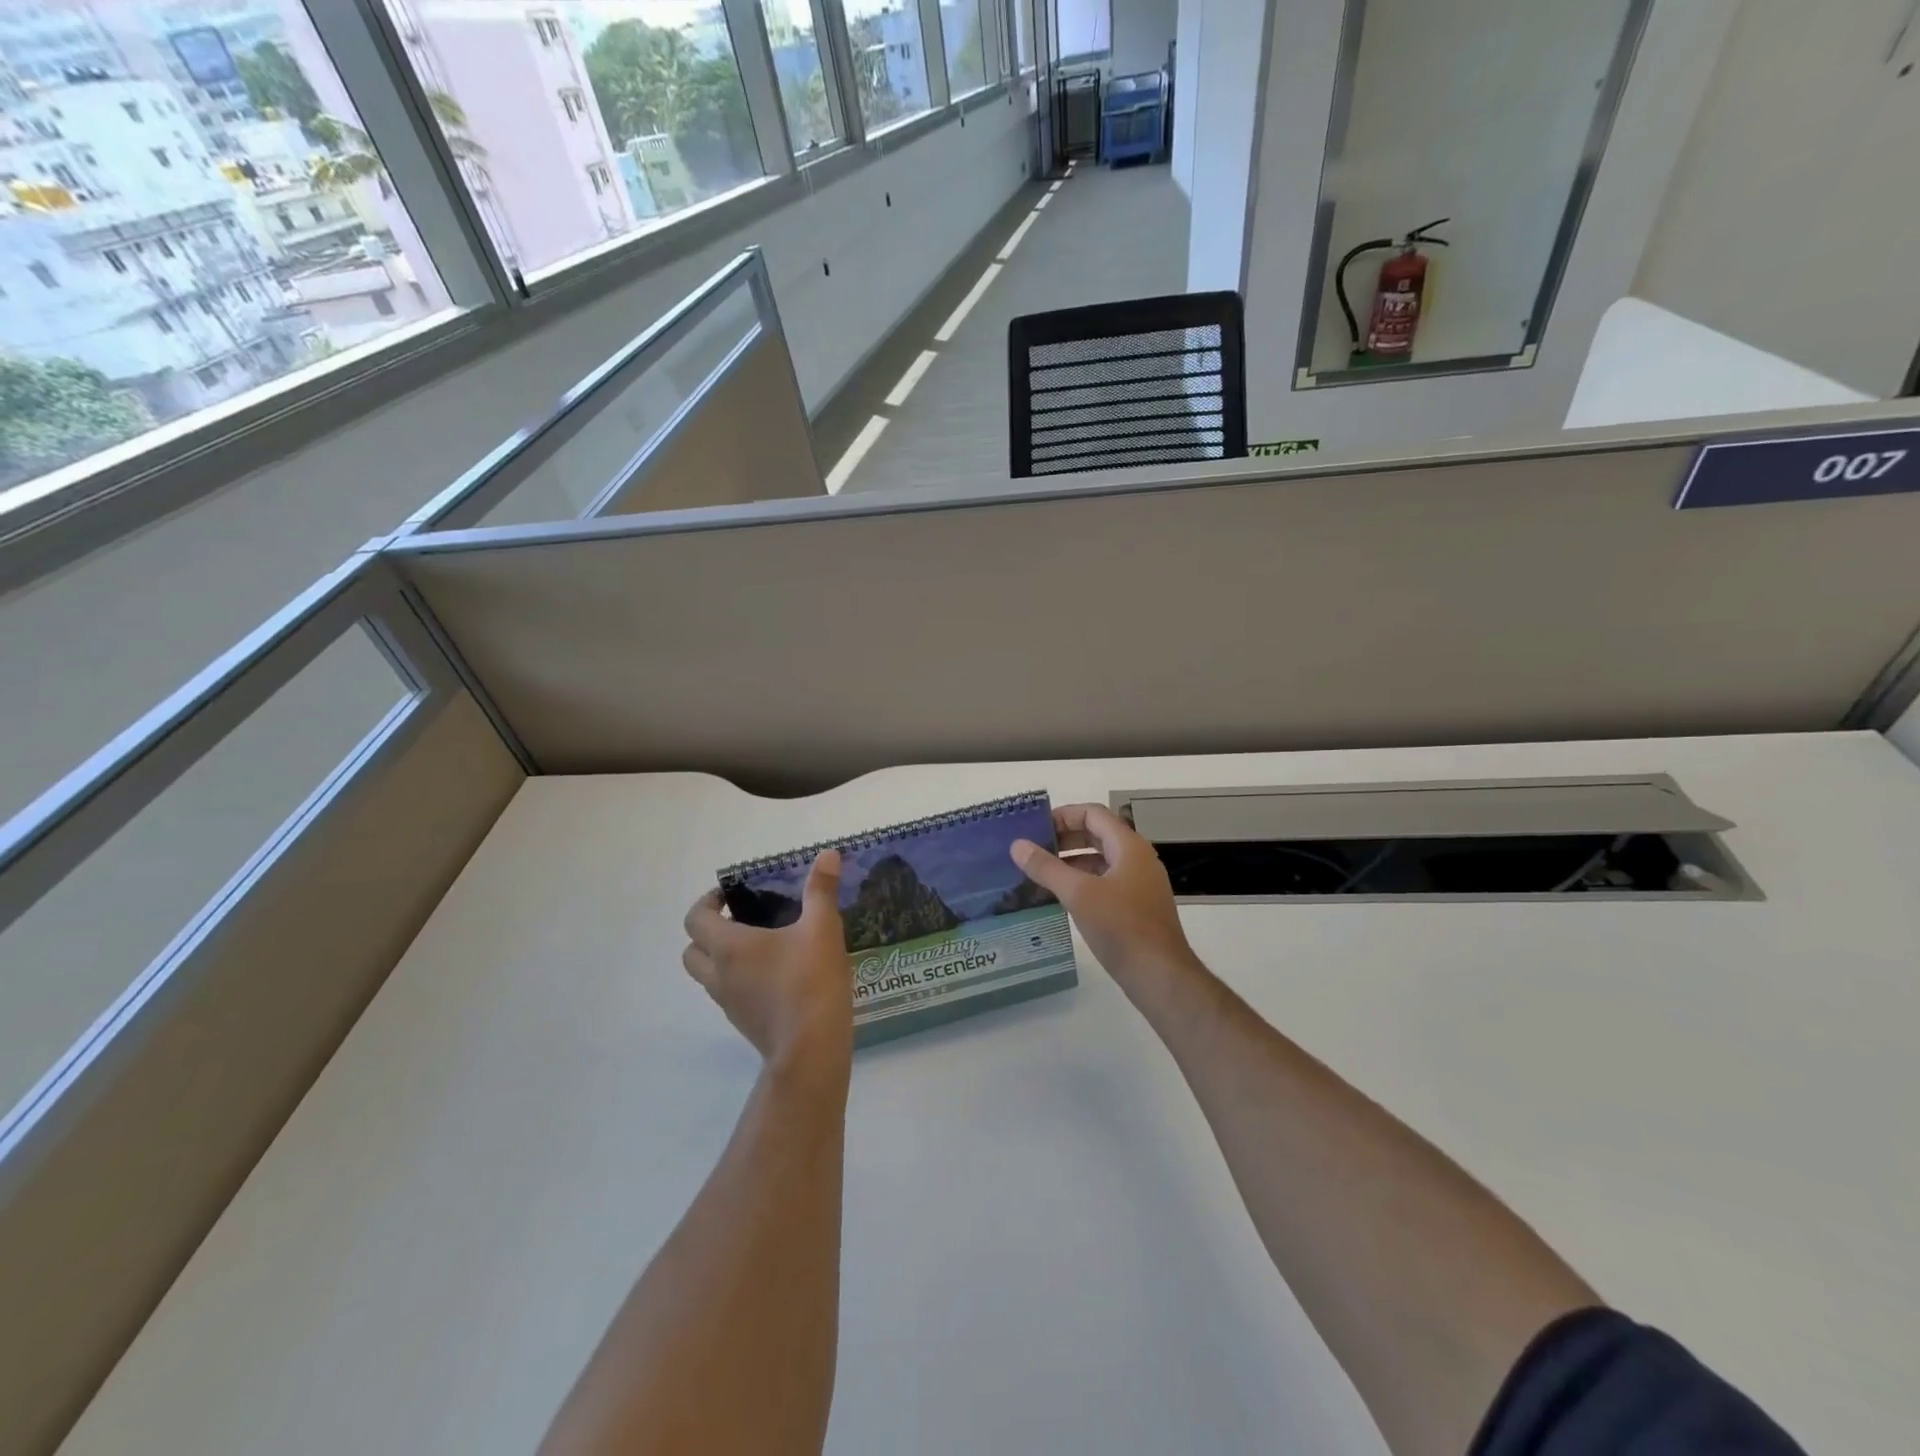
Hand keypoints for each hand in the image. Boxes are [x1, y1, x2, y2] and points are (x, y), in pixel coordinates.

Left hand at [683, 850, 852, 1071]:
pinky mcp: (744, 1023)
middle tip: (743, 919)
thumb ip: (821, 890)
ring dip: (722, 958)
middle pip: (692, 950)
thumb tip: (827, 853)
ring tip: (762, 945)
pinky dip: (740, 980)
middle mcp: (719, 975)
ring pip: (708, 975)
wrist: (811, 1050)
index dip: (708, 902)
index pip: (695, 918)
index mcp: (729, 947)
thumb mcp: (823, 928)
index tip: (734, 894)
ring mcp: (729, 1003)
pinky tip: (777, 975)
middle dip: (709, 931)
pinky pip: (730, 994)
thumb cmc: (810, 981)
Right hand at [1010, 803, 1198, 990]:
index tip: (1035, 828)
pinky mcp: (1136, 906)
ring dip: (1071, 862)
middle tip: (1033, 850)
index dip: (1063, 815)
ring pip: (1101, 860)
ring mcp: (1139, 883)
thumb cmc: (1121, 927)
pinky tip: (1061, 897)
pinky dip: (1082, 882)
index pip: (1093, 814)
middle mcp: (1137, 859)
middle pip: (1097, 835)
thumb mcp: (1078, 894)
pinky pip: (1105, 882)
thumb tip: (1017, 845)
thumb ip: (1046, 867)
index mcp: (1129, 846)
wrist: (1159, 975)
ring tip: (1040, 873)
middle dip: (1064, 839)